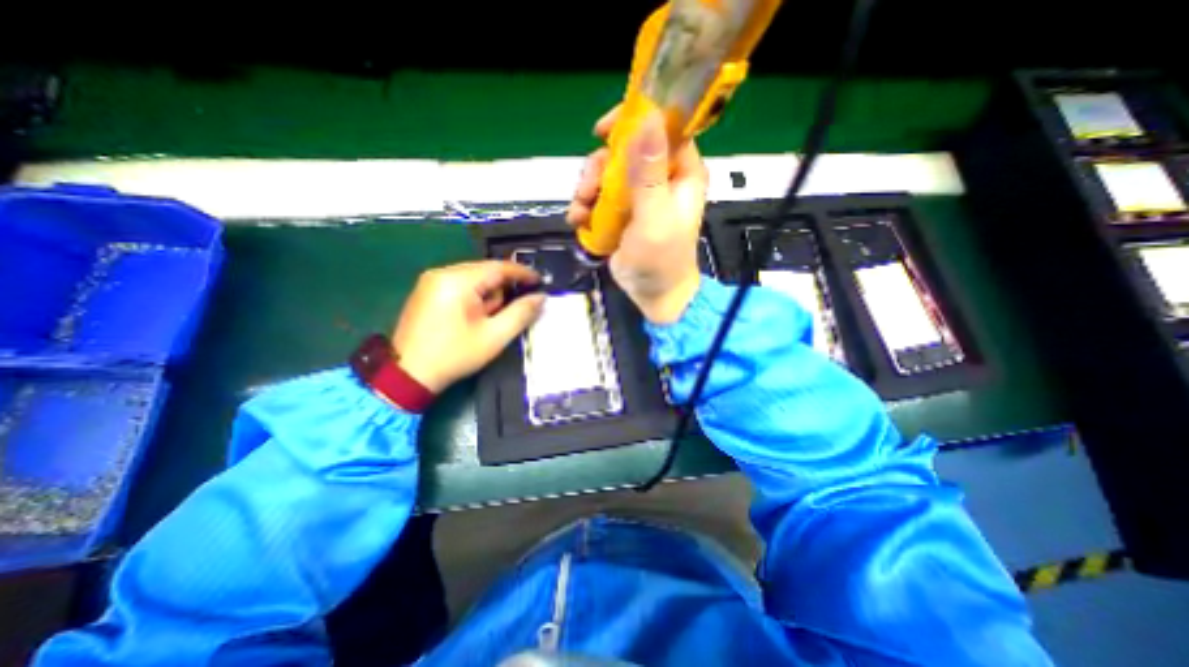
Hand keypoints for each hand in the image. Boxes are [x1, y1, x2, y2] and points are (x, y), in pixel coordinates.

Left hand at [394, 260, 543, 396]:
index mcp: (458, 281)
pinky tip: (472, 316)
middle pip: (485, 271)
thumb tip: (541, 297)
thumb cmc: (455, 355)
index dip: (523, 273)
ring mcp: (431, 280)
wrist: (408, 375)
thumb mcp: (495, 336)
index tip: (540, 281)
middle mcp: (442, 273)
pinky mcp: (426, 290)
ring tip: (485, 320)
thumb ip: (521, 313)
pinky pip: (459, 284)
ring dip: (487, 294)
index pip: (499, 267)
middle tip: (506, 313)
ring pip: (473, 277)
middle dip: (501, 289)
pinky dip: (473, 296)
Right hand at [567, 108, 704, 325]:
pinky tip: (578, 221)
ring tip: (580, 212)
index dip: (634, 121)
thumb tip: (648, 118)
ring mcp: (638, 195)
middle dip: (599, 168)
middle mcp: (660, 177)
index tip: (602, 131)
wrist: (653, 294)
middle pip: (625, 150)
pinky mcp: (621, 212)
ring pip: (606, 173)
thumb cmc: (661, 259)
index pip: (662, 128)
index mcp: (680, 172)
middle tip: (586, 191)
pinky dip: (586, 206)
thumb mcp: (655, 217)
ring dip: (587, 190)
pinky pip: (599, 196)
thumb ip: (650, 173)